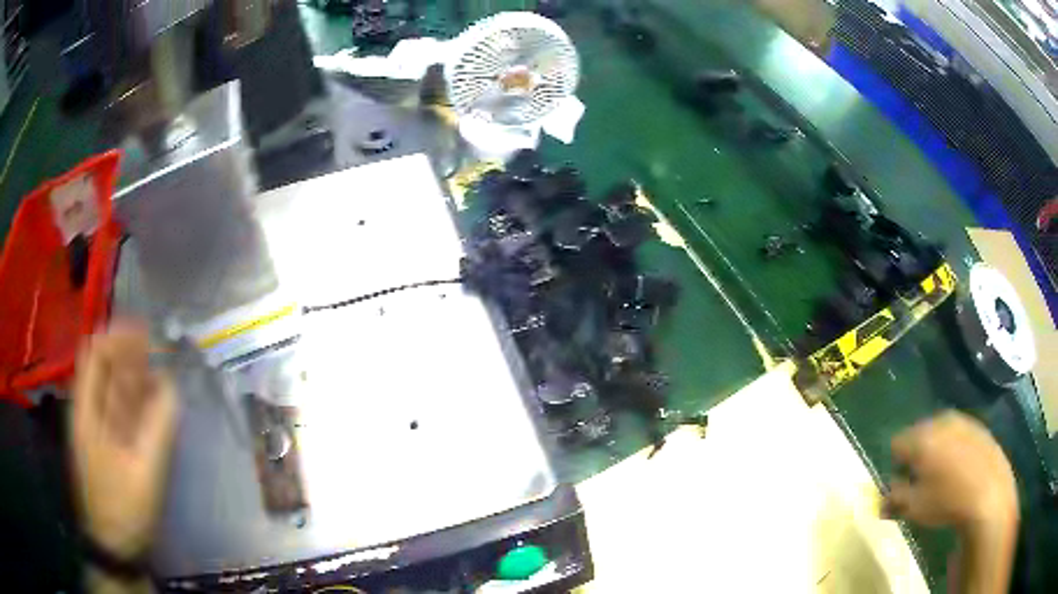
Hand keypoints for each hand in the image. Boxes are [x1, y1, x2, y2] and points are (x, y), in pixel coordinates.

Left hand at [71, 322, 178, 561]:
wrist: (114, 547)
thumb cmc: (124, 509)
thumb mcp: (144, 471)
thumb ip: (157, 426)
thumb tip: (170, 384)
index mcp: (86, 412)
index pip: (95, 355)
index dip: (117, 337)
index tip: (144, 331)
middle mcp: (85, 412)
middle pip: (101, 369)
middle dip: (126, 353)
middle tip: (154, 348)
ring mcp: (92, 430)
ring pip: (108, 390)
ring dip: (131, 377)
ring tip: (156, 374)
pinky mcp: (103, 447)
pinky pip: (115, 413)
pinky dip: (131, 402)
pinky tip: (148, 405)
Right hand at [886, 410, 1017, 533]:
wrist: (988, 492)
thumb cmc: (946, 502)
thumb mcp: (914, 508)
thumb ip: (894, 499)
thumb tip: (882, 500)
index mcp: (921, 438)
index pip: (896, 443)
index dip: (895, 465)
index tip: (901, 484)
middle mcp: (940, 421)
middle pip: (919, 434)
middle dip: (917, 455)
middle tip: (920, 481)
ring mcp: (962, 421)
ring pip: (940, 433)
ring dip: (936, 451)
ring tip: (941, 477)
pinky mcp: (978, 426)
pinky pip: (958, 435)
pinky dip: (954, 449)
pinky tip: (960, 471)